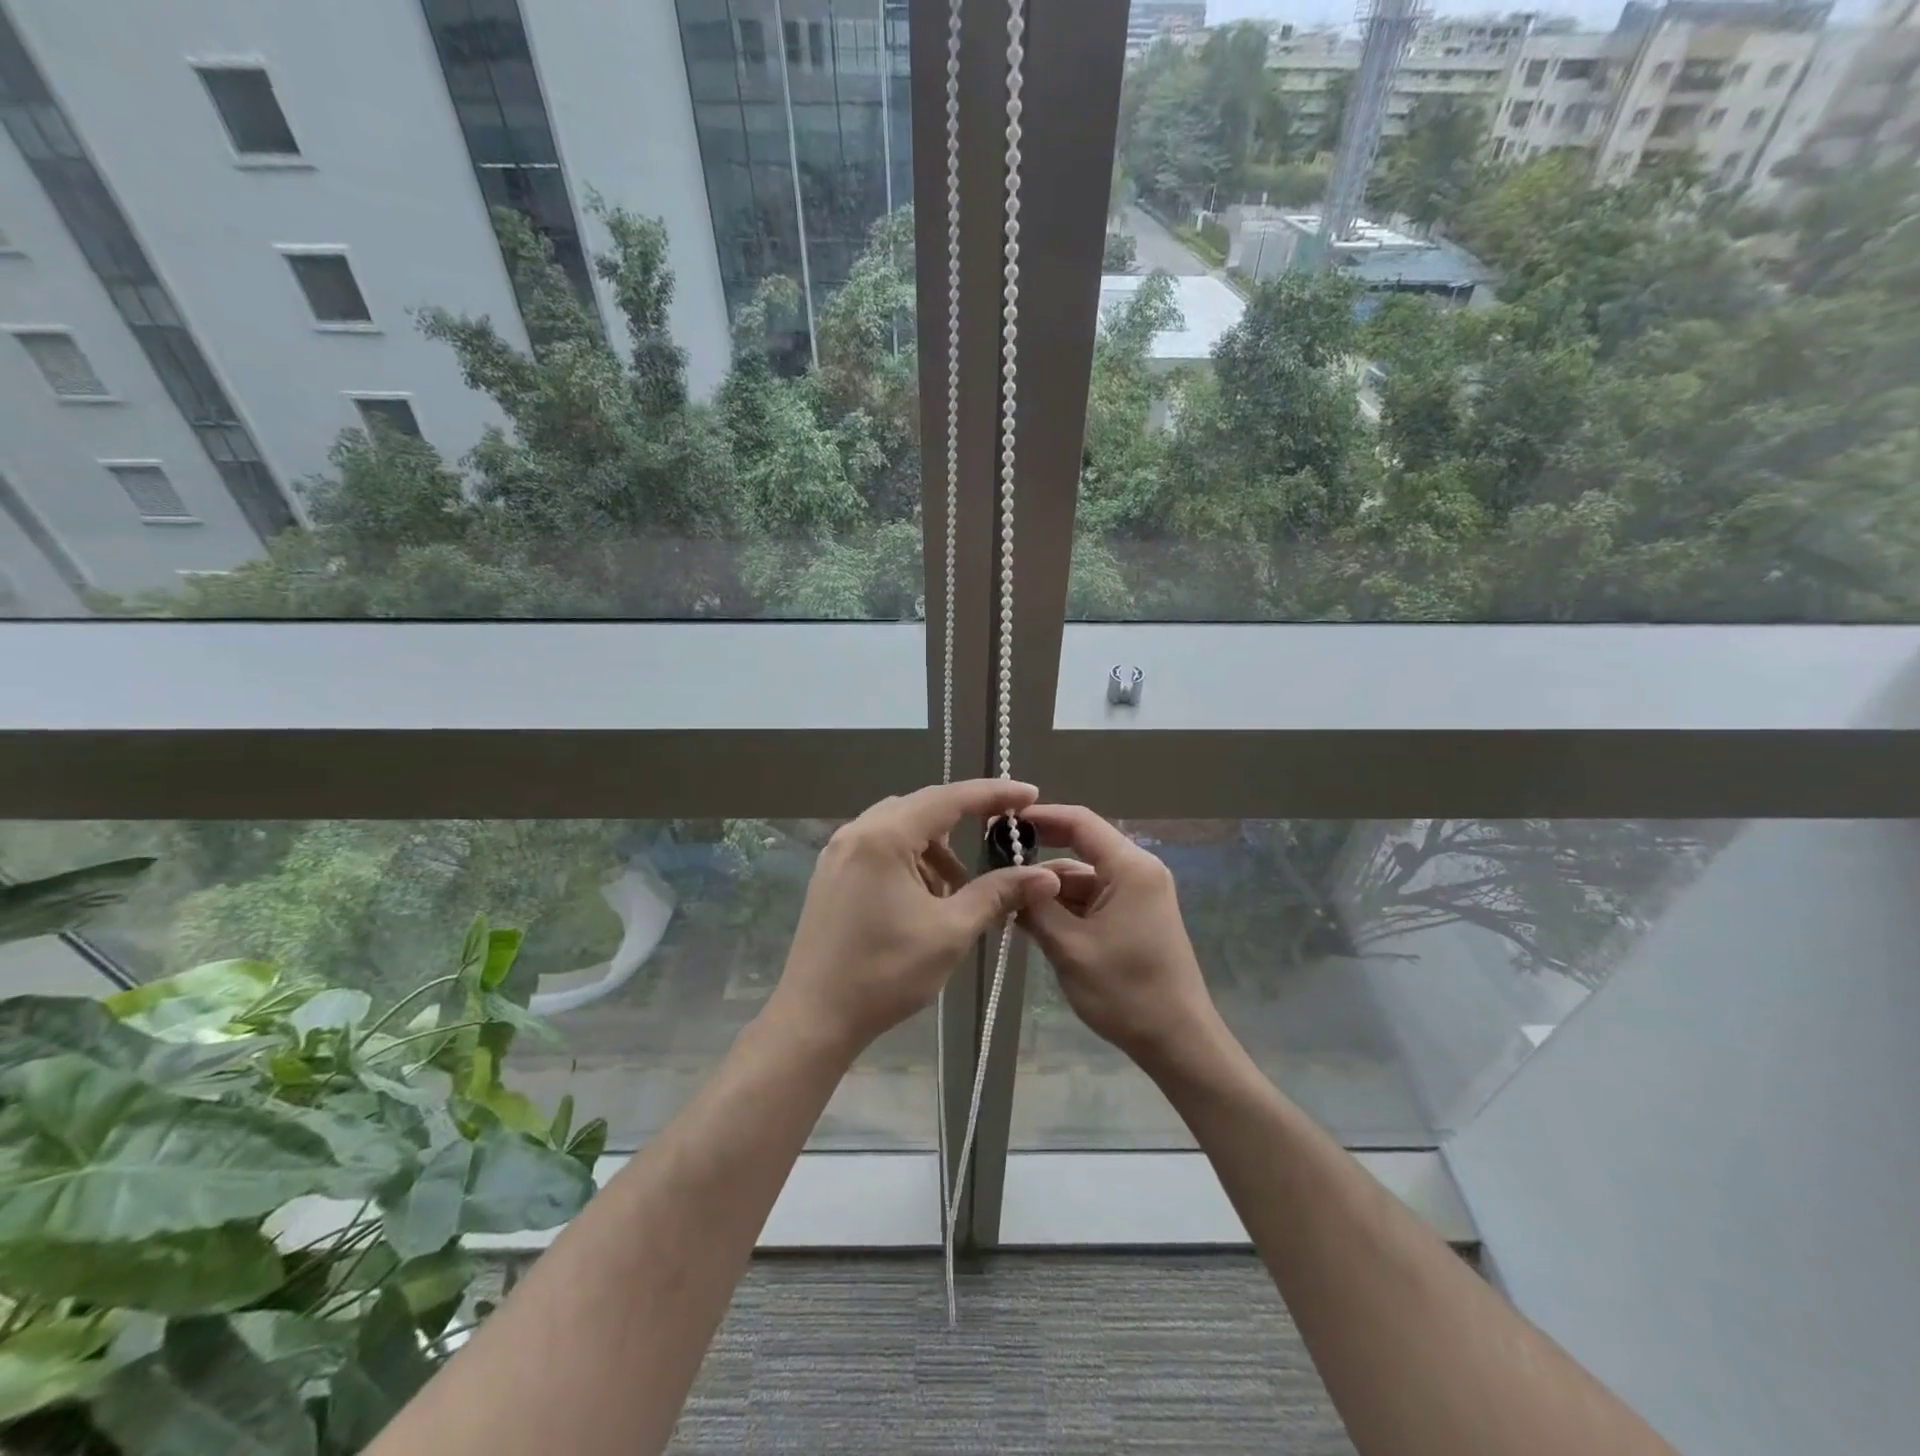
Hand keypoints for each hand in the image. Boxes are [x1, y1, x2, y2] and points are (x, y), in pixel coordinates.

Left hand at [770, 780, 1060, 1055]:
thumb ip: (998, 894)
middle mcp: (857, 832)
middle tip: (1003, 835)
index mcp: (884, 837)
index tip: (1029, 793)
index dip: (993, 794)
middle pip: (923, 808)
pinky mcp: (831, 873)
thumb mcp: (950, 932)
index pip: (949, 798)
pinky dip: (910, 860)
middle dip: (965, 821)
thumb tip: (1046, 876)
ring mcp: (838, 852)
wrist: (815, 1018)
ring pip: (901, 828)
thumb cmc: (885, 973)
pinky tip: (925, 896)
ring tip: (959, 888)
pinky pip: (880, 847)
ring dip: (936, 848)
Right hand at [1019, 805, 1220, 1066]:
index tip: (1001, 822)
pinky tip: (1033, 923)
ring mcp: (1138, 895)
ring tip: (1007, 906)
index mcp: (1130, 868)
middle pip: (1080, 850)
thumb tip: (1009, 878)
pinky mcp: (1135, 916)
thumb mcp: (1069, 948)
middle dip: (1038, 863)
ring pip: (1083, 878)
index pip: (1080, 822)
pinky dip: (1065, 908)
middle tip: (994, 869)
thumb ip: (1036, 907)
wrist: (1177, 1041)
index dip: (1040, 817)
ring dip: (1049, 891)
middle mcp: (1138, 871)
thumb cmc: (1125, 992)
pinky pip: (1093, 899)